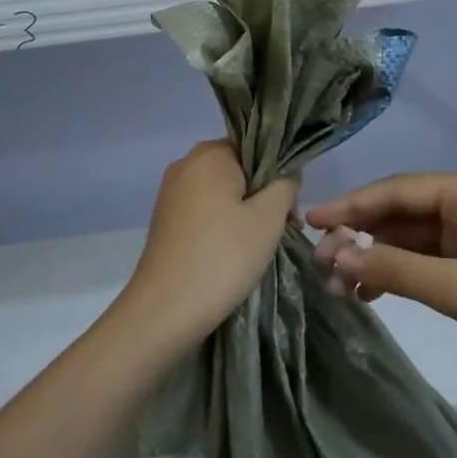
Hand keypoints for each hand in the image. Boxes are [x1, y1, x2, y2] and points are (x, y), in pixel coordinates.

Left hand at [118, 140, 297, 348]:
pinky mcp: (165, 219)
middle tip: (282, 228)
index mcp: (210, 154)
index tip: (291, 207)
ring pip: (221, 191)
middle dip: (263, 194)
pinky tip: (233, 251)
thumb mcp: (268, 218)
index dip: (279, 174)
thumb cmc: (223, 256)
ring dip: (244, 211)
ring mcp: (171, 192)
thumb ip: (285, 185)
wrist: (165, 310)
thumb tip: (286, 173)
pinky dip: (222, 223)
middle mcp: (185, 164)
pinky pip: (204, 209)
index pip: (257, 147)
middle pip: (238, 168)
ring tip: (260, 245)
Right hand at [308, 171, 456, 391]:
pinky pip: (426, 258)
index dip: (352, 206)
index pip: (400, 190)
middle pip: (402, 212)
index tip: (310, 221)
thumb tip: (335, 258)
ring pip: (411, 237)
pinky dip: (398, 273)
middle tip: (318, 263)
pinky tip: (369, 292)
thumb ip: (397, 271)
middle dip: (361, 237)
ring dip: (376, 259)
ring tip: (337, 286)